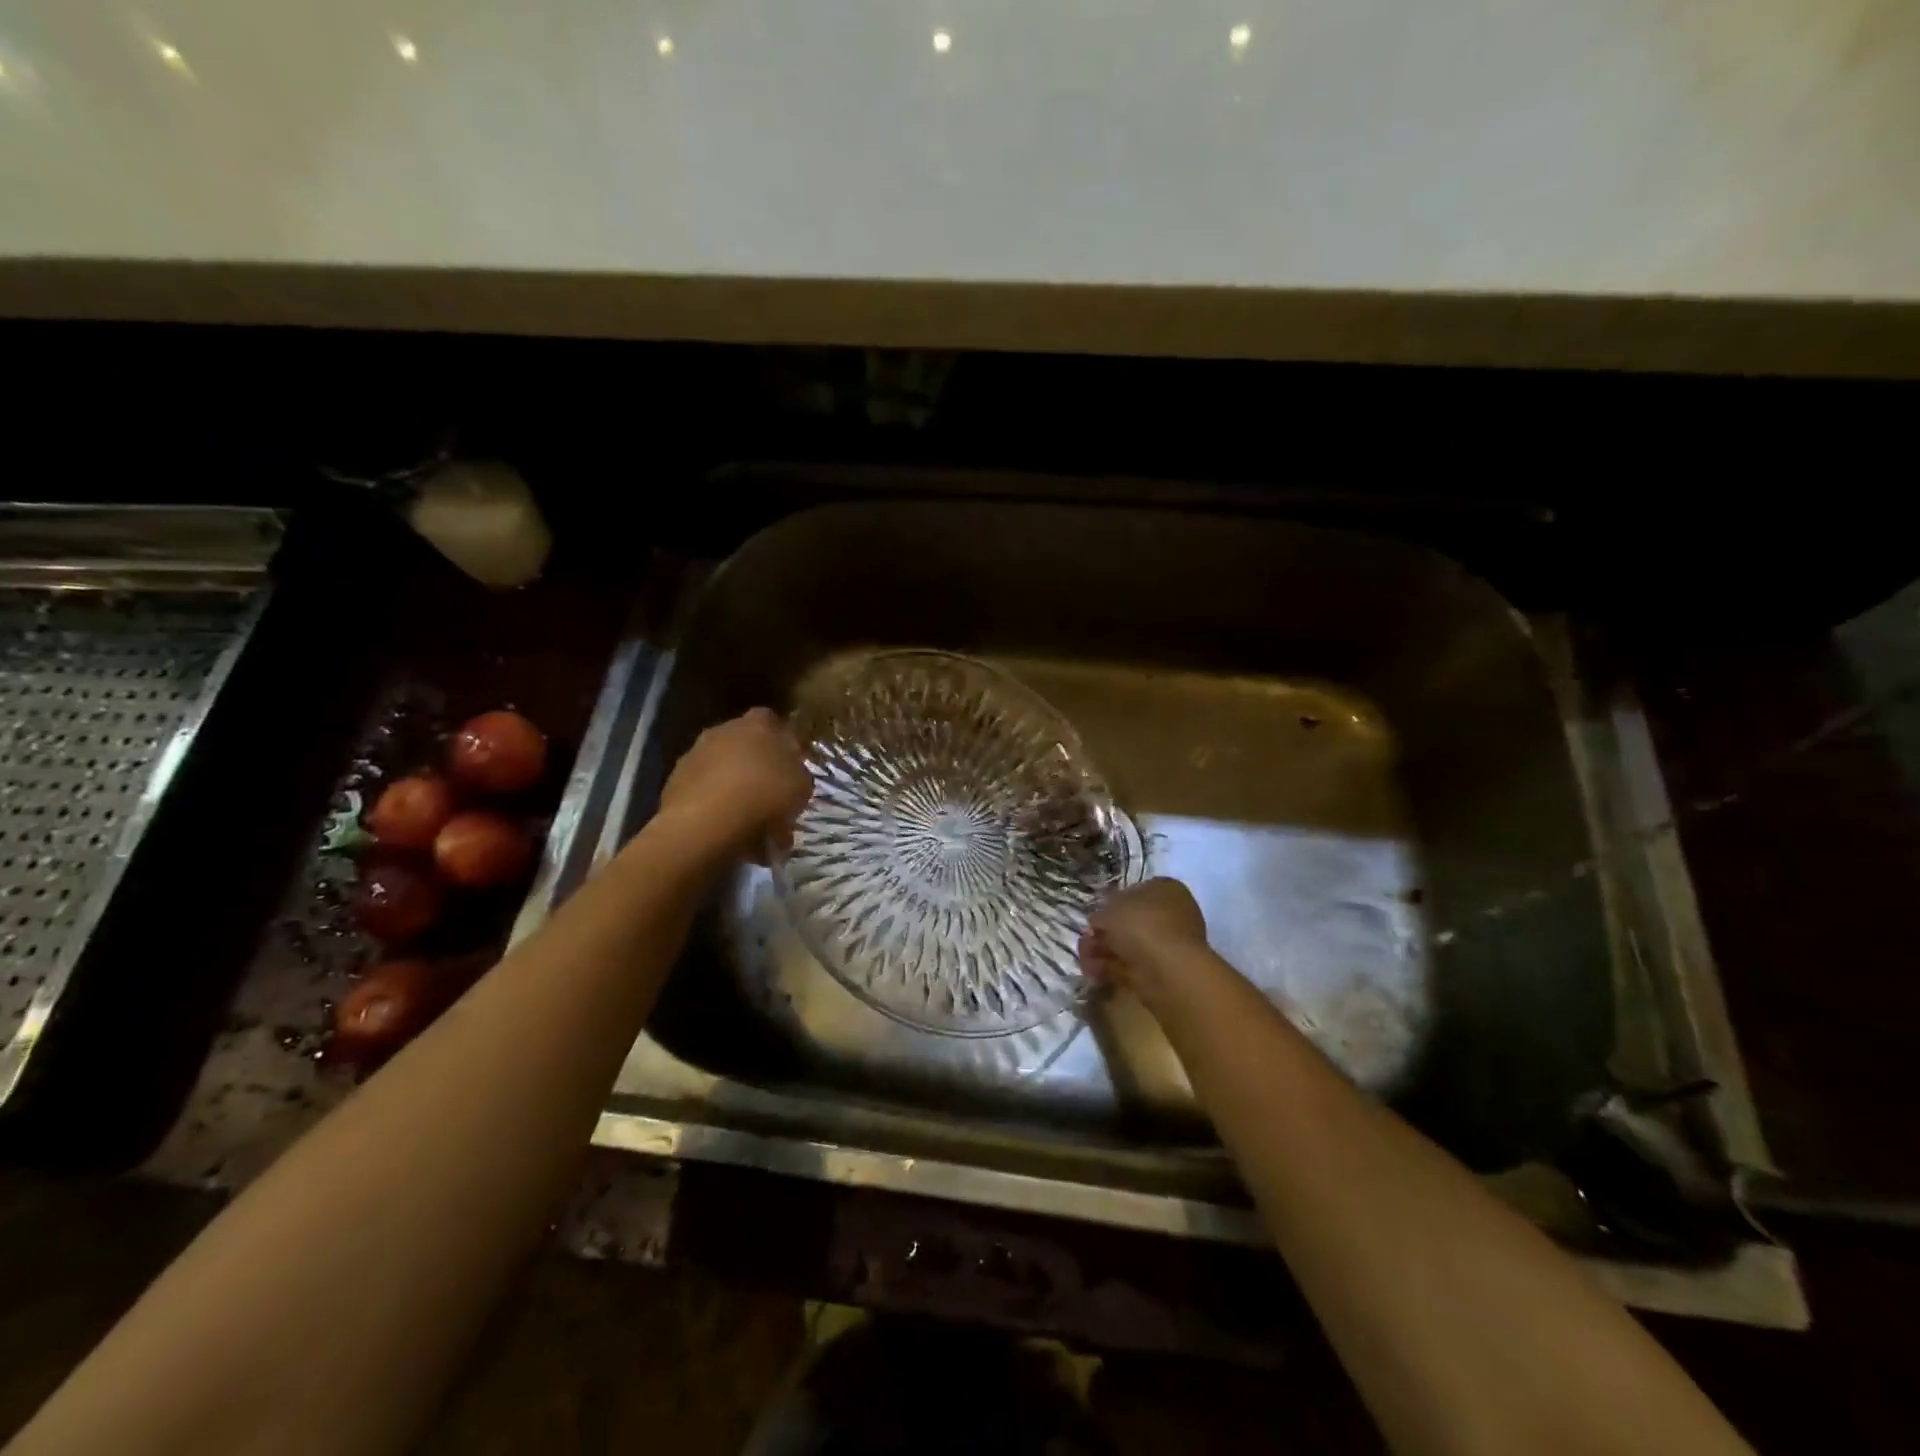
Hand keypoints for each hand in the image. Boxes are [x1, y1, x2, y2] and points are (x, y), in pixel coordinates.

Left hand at [658, 708, 812, 860]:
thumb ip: (798, 774)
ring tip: (746, 818)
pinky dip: (712, 803)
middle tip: (767, 792)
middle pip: (742, 742)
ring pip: (720, 766)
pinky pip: (702, 789)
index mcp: (758, 724)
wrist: (706, 823)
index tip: (787, 763)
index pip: (771, 720)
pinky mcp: (673, 781)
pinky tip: (724, 827)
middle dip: (753, 763)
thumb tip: (792, 776)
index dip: (779, 740)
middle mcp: (723, 730)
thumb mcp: (802, 787)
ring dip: (732, 785)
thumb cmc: (764, 796)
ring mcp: (694, 754)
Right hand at [1079, 877, 1208, 997]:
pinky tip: (1093, 972)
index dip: (1112, 902)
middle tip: (1086, 938)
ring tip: (1085, 958)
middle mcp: (1172, 915)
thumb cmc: (1142, 926)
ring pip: (1129, 945)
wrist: (1168, 971)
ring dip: (1103, 950)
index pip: (1137, 891)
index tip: (1095, 914)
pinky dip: (1111, 968)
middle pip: (1130, 921)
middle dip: (1105, 931)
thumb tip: (1099, 921)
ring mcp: (1168, 946)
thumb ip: (1102, 913)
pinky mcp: (1161, 972)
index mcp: (1167, 891)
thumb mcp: (1111, 910)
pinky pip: (1131, 965)